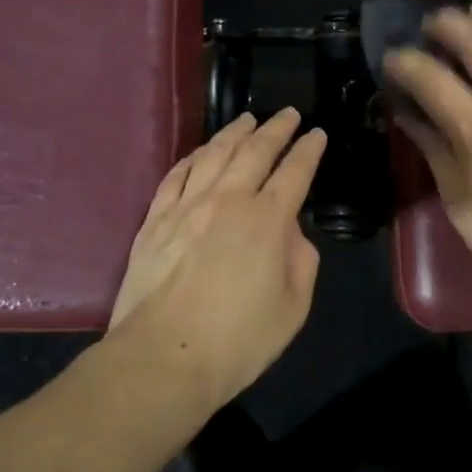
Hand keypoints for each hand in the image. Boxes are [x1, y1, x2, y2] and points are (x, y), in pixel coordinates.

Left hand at [108, 108, 327, 402]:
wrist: (163, 358)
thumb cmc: (238, 340)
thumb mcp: (293, 307)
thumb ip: (300, 261)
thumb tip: (290, 233)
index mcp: (267, 220)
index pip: (295, 171)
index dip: (309, 149)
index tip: (317, 134)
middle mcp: (228, 200)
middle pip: (254, 151)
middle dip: (275, 129)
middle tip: (288, 114)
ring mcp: (186, 206)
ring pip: (213, 154)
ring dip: (233, 133)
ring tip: (246, 119)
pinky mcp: (154, 220)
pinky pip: (176, 175)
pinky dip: (192, 157)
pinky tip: (200, 152)